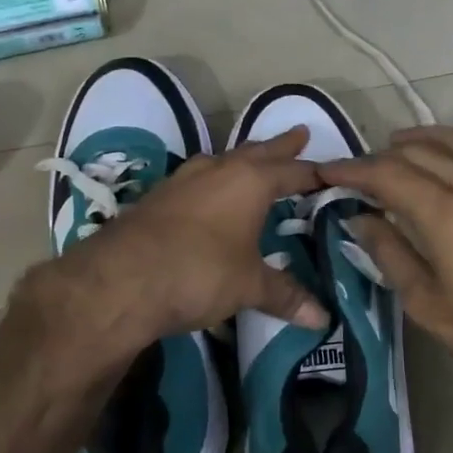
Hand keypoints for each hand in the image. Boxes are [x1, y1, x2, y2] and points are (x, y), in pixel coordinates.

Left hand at [20, 126, 328, 356]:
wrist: (120, 280)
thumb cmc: (199, 272)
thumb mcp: (248, 286)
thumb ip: (284, 295)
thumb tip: (323, 318)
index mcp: (249, 182)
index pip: (292, 171)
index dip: (314, 173)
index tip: (332, 172)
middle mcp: (217, 171)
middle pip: (256, 152)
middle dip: (280, 147)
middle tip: (300, 134)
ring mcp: (182, 181)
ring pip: (221, 162)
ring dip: (241, 161)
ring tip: (252, 161)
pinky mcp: (156, 198)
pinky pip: (196, 180)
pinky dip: (212, 182)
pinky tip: (208, 196)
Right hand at [323, 126, 452, 405]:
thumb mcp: (425, 303)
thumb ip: (389, 253)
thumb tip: (359, 217)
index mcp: (447, 214)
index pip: (388, 174)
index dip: (353, 170)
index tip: (325, 172)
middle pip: (420, 152)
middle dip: (381, 156)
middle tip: (355, 172)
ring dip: (420, 139)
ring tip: (394, 147)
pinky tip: (445, 159)